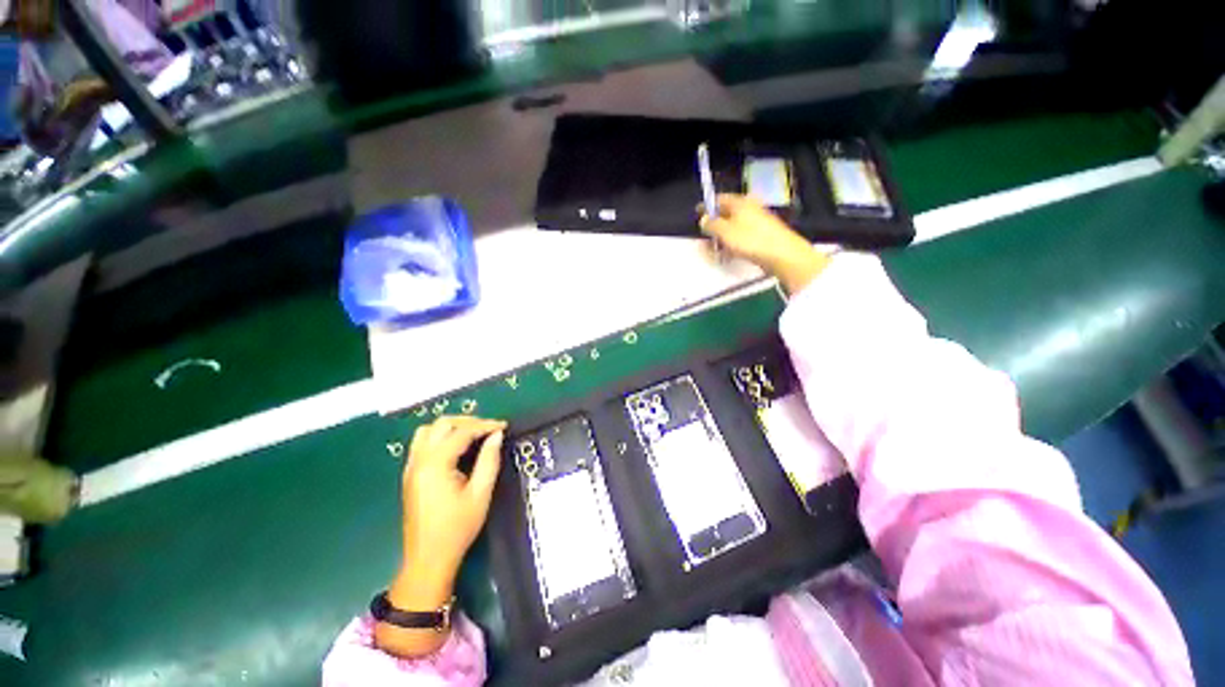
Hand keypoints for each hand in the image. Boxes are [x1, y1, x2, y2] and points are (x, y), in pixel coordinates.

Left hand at [396, 416, 505, 596]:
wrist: (428, 559)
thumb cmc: (457, 528)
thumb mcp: (480, 494)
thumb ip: (489, 460)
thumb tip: (496, 435)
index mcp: (435, 464)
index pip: (462, 432)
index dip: (485, 425)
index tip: (504, 426)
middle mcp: (419, 461)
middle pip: (442, 424)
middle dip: (468, 421)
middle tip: (489, 429)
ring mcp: (411, 467)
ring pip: (428, 430)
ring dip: (451, 426)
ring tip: (473, 433)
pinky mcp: (410, 475)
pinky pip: (422, 443)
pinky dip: (440, 436)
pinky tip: (456, 447)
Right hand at [700, 194, 829, 292]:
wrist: (781, 254)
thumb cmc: (750, 240)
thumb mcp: (724, 231)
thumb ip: (711, 224)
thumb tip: (703, 219)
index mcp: (740, 203)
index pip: (719, 199)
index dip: (707, 205)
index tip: (698, 212)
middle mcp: (749, 208)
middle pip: (727, 213)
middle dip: (715, 223)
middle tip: (705, 235)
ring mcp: (757, 221)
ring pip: (734, 226)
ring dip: (723, 236)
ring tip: (715, 248)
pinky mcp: (762, 235)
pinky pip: (742, 236)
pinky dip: (733, 242)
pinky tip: (729, 253)